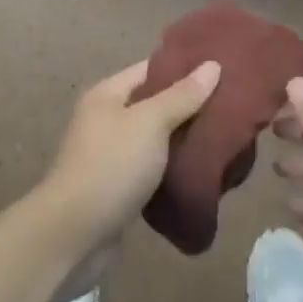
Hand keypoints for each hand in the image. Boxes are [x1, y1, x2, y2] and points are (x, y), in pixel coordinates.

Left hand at [32, 58, 221, 284]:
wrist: (73, 236)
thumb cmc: (111, 166)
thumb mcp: (151, 123)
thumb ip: (182, 95)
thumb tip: (213, 64)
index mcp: (108, 94)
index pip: (150, 69)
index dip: (183, 67)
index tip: (220, 69)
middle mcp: (106, 120)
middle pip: (153, 104)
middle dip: (187, 106)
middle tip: (229, 106)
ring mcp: (110, 156)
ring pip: (154, 140)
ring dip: (182, 141)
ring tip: (222, 137)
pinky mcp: (117, 190)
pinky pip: (151, 170)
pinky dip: (172, 170)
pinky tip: (200, 171)